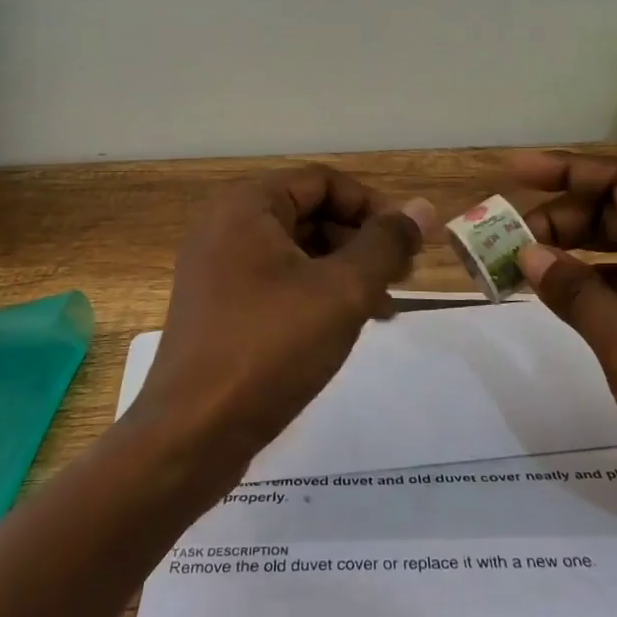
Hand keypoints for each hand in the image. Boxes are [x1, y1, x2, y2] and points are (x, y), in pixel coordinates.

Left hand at [128, 166, 435, 483]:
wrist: (192, 434)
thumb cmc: (270, 348)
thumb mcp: (342, 291)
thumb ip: (386, 245)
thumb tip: (424, 208)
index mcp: (247, 206)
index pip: (324, 182)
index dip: (373, 207)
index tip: (409, 244)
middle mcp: (225, 227)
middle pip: (309, 213)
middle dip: (361, 241)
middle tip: (402, 277)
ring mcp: (217, 269)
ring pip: (296, 252)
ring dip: (344, 270)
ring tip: (383, 306)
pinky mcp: (219, 307)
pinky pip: (276, 282)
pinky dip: (315, 293)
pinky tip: (346, 324)